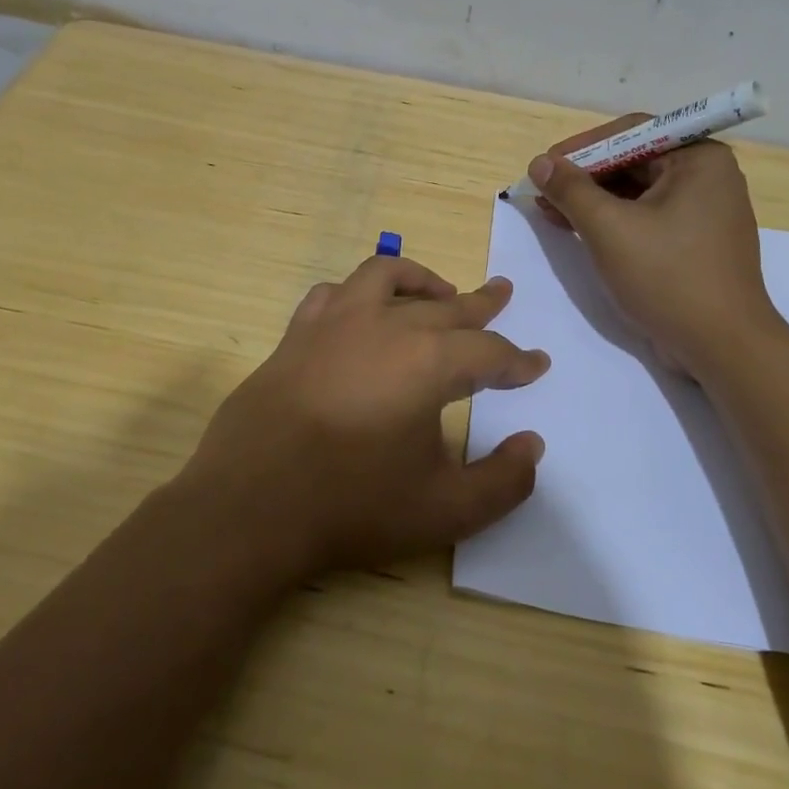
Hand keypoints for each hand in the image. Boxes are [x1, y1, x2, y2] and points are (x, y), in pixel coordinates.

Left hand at [177, 256, 549, 582]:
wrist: (252, 506)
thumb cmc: (352, 506)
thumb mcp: (446, 511)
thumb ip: (503, 481)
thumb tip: (532, 446)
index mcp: (429, 363)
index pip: (488, 352)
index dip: (517, 361)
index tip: (536, 365)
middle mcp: (385, 327)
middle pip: (445, 306)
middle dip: (481, 304)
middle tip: (502, 295)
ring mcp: (334, 323)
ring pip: (386, 277)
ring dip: (420, 280)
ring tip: (440, 290)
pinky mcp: (296, 334)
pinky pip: (333, 294)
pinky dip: (358, 292)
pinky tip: (362, 309)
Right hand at [529, 117, 778, 369]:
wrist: (722, 345)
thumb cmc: (668, 277)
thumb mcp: (609, 229)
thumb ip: (571, 190)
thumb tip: (540, 163)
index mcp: (699, 159)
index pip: (632, 132)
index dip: (582, 146)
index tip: (545, 164)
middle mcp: (707, 176)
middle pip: (633, 161)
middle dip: (584, 176)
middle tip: (543, 190)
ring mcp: (703, 211)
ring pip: (637, 192)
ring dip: (592, 200)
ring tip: (550, 211)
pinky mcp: (694, 241)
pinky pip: (646, 217)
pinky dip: (612, 221)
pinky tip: (576, 229)